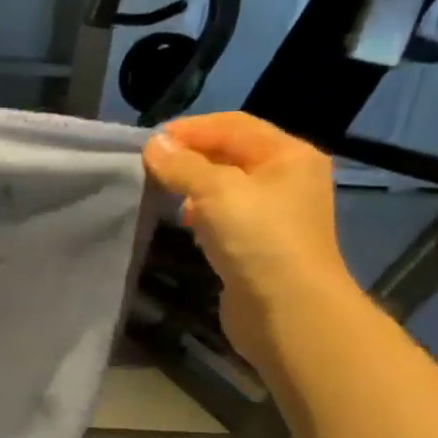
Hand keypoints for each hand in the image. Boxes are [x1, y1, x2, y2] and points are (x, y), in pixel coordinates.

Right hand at [141, 112, 355, 368]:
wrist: (289, 311)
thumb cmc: (258, 240)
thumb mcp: (216, 191)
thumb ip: (183, 165)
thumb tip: (154, 144)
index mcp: (288, 155)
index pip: (232, 125)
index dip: (190, 128)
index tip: (149, 143)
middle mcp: (287, 178)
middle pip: (231, 153)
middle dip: (190, 157)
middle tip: (150, 167)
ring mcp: (276, 213)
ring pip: (226, 186)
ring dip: (193, 185)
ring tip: (163, 193)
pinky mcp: (261, 243)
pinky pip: (226, 215)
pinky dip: (202, 212)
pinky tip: (185, 223)